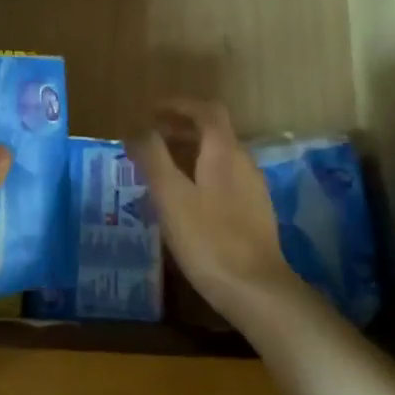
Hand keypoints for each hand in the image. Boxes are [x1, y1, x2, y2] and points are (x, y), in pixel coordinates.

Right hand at [128, 99, 302, 324]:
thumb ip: (153, 158)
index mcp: (224, 152)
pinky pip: (223, 181)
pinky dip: (200, 178)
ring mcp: (252, 190)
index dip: (179, 105)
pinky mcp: (254, 214)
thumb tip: (138, 129)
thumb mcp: (170, 196)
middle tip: (149, 141)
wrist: (256, 290)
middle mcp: (243, 163)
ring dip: (189, 155)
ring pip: (218, 159)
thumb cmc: (208, 238)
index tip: (151, 111)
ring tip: (159, 173)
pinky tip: (183, 204)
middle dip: (180, 130)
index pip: (206, 111)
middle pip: (213, 133)